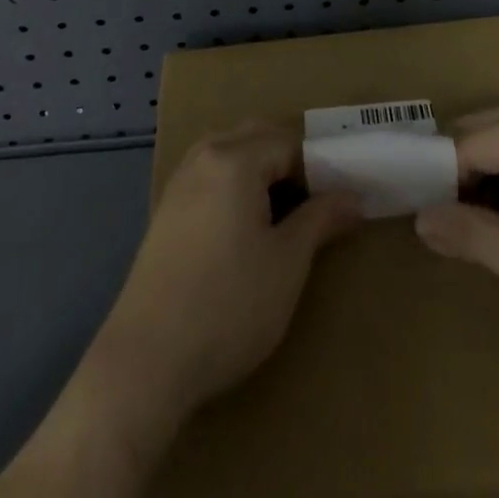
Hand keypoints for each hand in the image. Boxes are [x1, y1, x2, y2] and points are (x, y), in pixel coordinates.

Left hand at [95, 121, 361, 419]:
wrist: (145, 363)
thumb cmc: (228, 305)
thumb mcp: (287, 264)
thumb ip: (321, 220)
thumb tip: (352, 198)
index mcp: (235, 158)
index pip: (290, 143)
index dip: (319, 168)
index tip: (338, 201)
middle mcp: (204, 156)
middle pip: (257, 136)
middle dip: (290, 160)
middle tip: (315, 202)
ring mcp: (180, 182)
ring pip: (230, 151)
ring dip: (260, 169)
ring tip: (283, 213)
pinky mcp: (166, 211)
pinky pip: (210, 175)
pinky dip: (234, 184)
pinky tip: (244, 226)